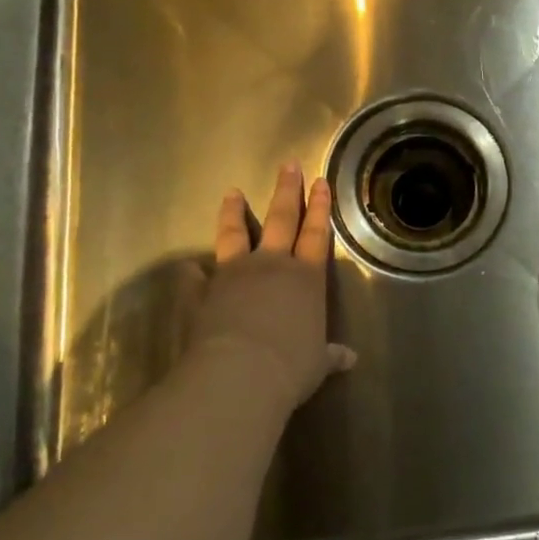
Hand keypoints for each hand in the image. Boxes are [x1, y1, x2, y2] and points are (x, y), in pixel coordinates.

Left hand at [192, 163, 355, 411]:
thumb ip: (330, 354)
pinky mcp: (203, 293)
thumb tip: (350, 358)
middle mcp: (272, 266)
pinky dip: (191, 272)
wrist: (240, 375)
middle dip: (287, 190)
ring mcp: (235, 275)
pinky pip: (194, 278)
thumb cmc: (290, 367)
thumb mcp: (318, 363)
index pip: (317, 234)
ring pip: (235, 234)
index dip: (320, 208)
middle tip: (288, 164)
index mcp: (306, 278)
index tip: (320, 181)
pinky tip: (188, 267)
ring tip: (232, 192)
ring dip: (234, 213)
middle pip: (282, 219)